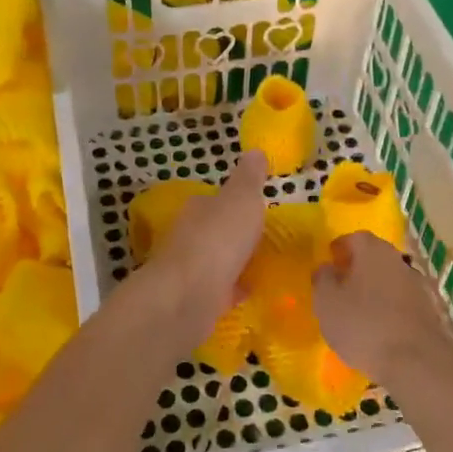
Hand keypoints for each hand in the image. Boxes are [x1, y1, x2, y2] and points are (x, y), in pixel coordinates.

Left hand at [133, 151, 268, 340]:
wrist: (187, 298)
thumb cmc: (218, 240)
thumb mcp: (242, 199)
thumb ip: (249, 178)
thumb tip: (255, 151)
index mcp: (197, 208)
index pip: (214, 201)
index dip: (235, 203)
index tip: (256, 210)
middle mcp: (188, 236)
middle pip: (214, 231)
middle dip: (234, 235)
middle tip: (266, 240)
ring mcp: (188, 270)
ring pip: (216, 262)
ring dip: (235, 263)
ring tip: (264, 266)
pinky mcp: (193, 301)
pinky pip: (219, 291)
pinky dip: (233, 290)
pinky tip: (251, 293)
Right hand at [313, 233, 452, 386]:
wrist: (416, 363)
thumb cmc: (363, 325)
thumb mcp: (326, 302)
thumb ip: (322, 279)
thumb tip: (327, 268)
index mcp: (373, 251)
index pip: (354, 238)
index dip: (339, 249)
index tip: (329, 264)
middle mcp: (398, 261)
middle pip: (374, 258)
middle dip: (356, 270)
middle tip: (339, 289)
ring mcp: (417, 286)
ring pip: (388, 281)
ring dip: (373, 291)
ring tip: (356, 314)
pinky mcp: (429, 312)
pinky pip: (401, 303)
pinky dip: (388, 310)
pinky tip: (378, 331)